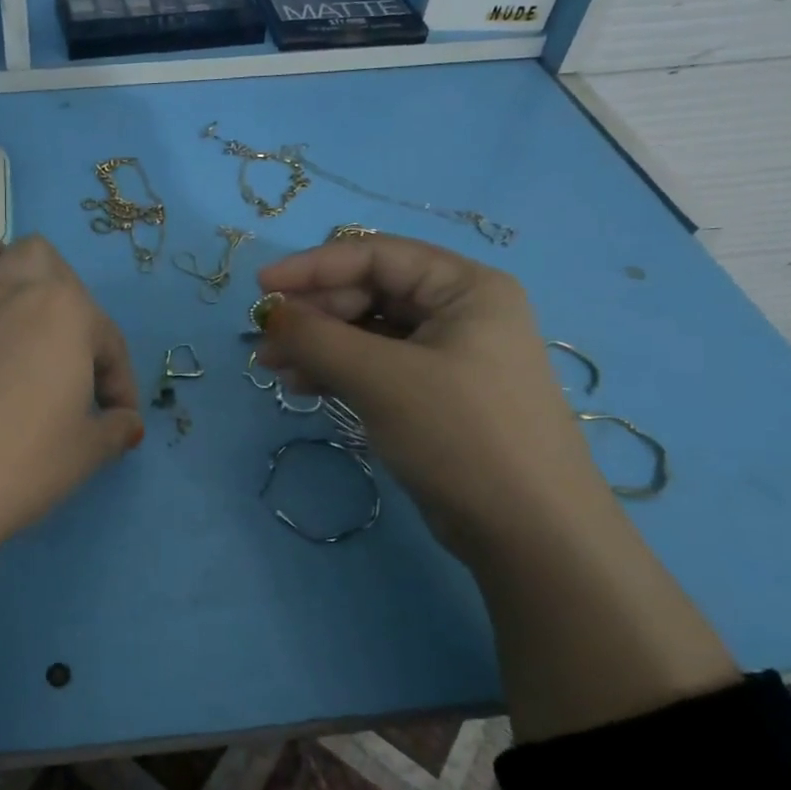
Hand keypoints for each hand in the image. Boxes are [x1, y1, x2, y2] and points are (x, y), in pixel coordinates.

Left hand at [0, 217, 143, 569]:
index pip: (106, 337)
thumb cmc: (21, 466)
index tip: (117, 416)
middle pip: (39, 256)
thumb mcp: (87, 453)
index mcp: (62, 311)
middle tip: (60, 342)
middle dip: (58, 289)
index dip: (118, 379)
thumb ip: (115, 428)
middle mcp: (6, 290)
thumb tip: (126, 423)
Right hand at [254, 233, 611, 558]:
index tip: (261, 288)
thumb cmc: (461, 435)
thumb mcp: (382, 378)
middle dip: (313, 316)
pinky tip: (305, 388)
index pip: (376, 256)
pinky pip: (376, 367)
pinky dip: (338, 372)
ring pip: (368, 333)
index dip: (313, 267)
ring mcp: (449, 356)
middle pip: (369, 293)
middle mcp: (460, 312)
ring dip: (319, 346)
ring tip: (274, 370)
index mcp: (465, 287)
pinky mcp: (436, 395)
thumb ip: (318, 337)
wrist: (530, 533)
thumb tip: (271, 314)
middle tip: (266, 344)